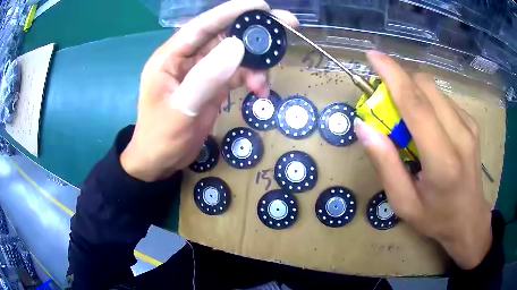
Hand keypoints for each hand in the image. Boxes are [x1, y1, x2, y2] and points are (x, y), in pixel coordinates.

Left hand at [120, 0, 297, 181]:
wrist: (160, 161)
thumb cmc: (161, 137)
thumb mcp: (182, 108)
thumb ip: (207, 76)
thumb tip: (238, 45)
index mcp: (171, 56)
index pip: (203, 25)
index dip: (232, 11)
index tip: (263, 6)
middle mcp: (187, 58)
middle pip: (224, 35)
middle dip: (254, 32)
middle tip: (287, 26)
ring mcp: (201, 71)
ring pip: (235, 54)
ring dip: (255, 64)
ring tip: (263, 83)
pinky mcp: (212, 84)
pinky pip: (237, 73)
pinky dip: (251, 78)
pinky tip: (259, 91)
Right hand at [355, 51, 492, 269]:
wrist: (469, 219)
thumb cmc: (436, 217)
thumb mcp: (403, 203)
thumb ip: (385, 164)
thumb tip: (364, 127)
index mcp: (442, 162)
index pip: (416, 105)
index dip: (392, 75)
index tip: (372, 56)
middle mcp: (460, 135)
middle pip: (425, 87)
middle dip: (401, 84)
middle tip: (389, 107)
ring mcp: (469, 126)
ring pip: (434, 89)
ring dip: (414, 94)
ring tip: (410, 123)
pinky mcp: (471, 122)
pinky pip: (443, 99)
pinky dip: (428, 103)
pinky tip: (429, 127)